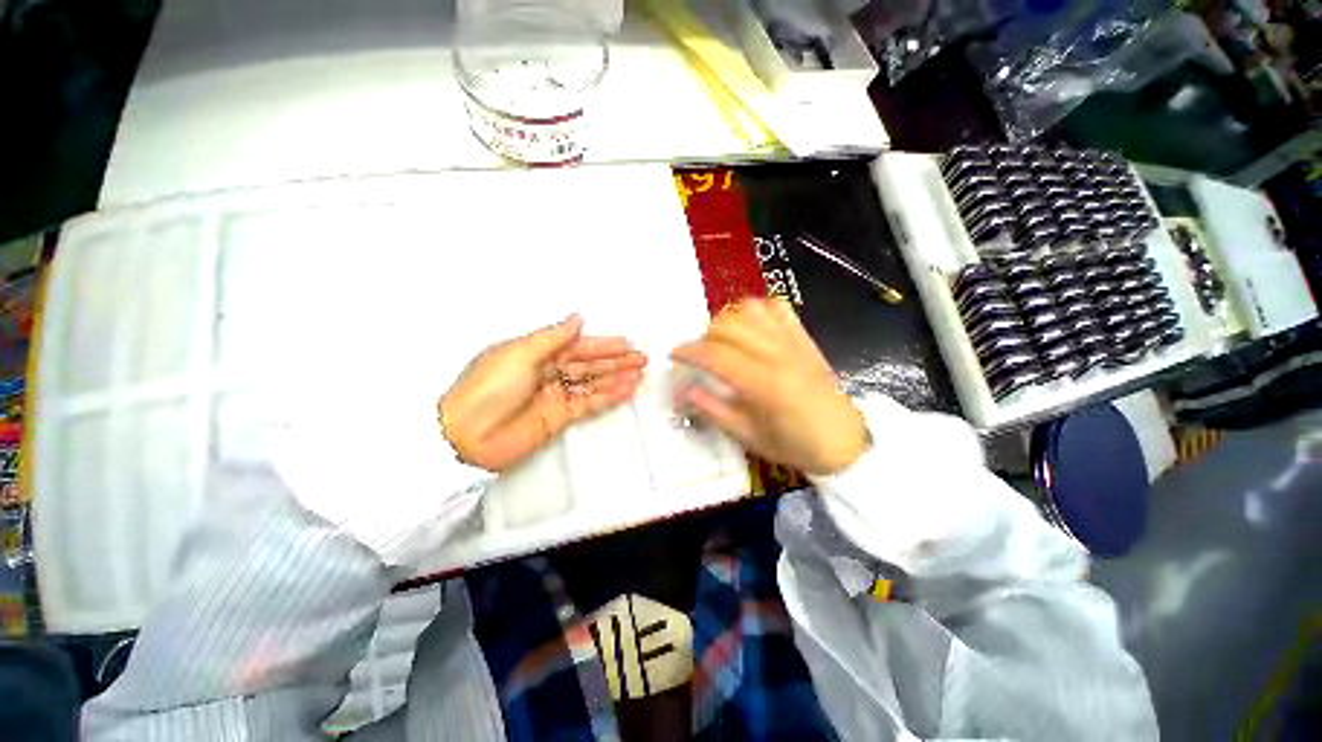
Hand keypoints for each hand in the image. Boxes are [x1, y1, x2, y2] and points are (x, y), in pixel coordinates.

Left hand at [440, 315, 647, 471]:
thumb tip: (577, 318)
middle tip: (640, 358)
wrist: (465, 435)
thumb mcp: (519, 353)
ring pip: (592, 383)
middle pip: (588, 364)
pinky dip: (608, 397)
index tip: (625, 343)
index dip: (601, 345)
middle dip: (615, 361)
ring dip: (616, 378)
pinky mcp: (559, 417)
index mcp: (536, 353)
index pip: (577, 346)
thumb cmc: (486, 387)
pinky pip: (589, 404)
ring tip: (639, 374)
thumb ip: (553, 337)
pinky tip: (625, 392)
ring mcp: (555, 395)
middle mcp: (548, 372)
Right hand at [672, 298, 867, 475]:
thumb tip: (681, 391)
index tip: (673, 355)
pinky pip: (777, 307)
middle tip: (700, 356)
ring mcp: (792, 341)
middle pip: (729, 325)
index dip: (689, 351)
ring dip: (728, 320)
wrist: (842, 440)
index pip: (715, 355)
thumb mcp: (748, 436)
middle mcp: (777, 353)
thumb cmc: (794, 444)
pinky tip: (749, 327)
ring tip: (723, 340)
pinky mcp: (803, 336)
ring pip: (750, 309)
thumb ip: (713, 409)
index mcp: (763, 382)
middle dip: (705, 336)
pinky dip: (756, 309)